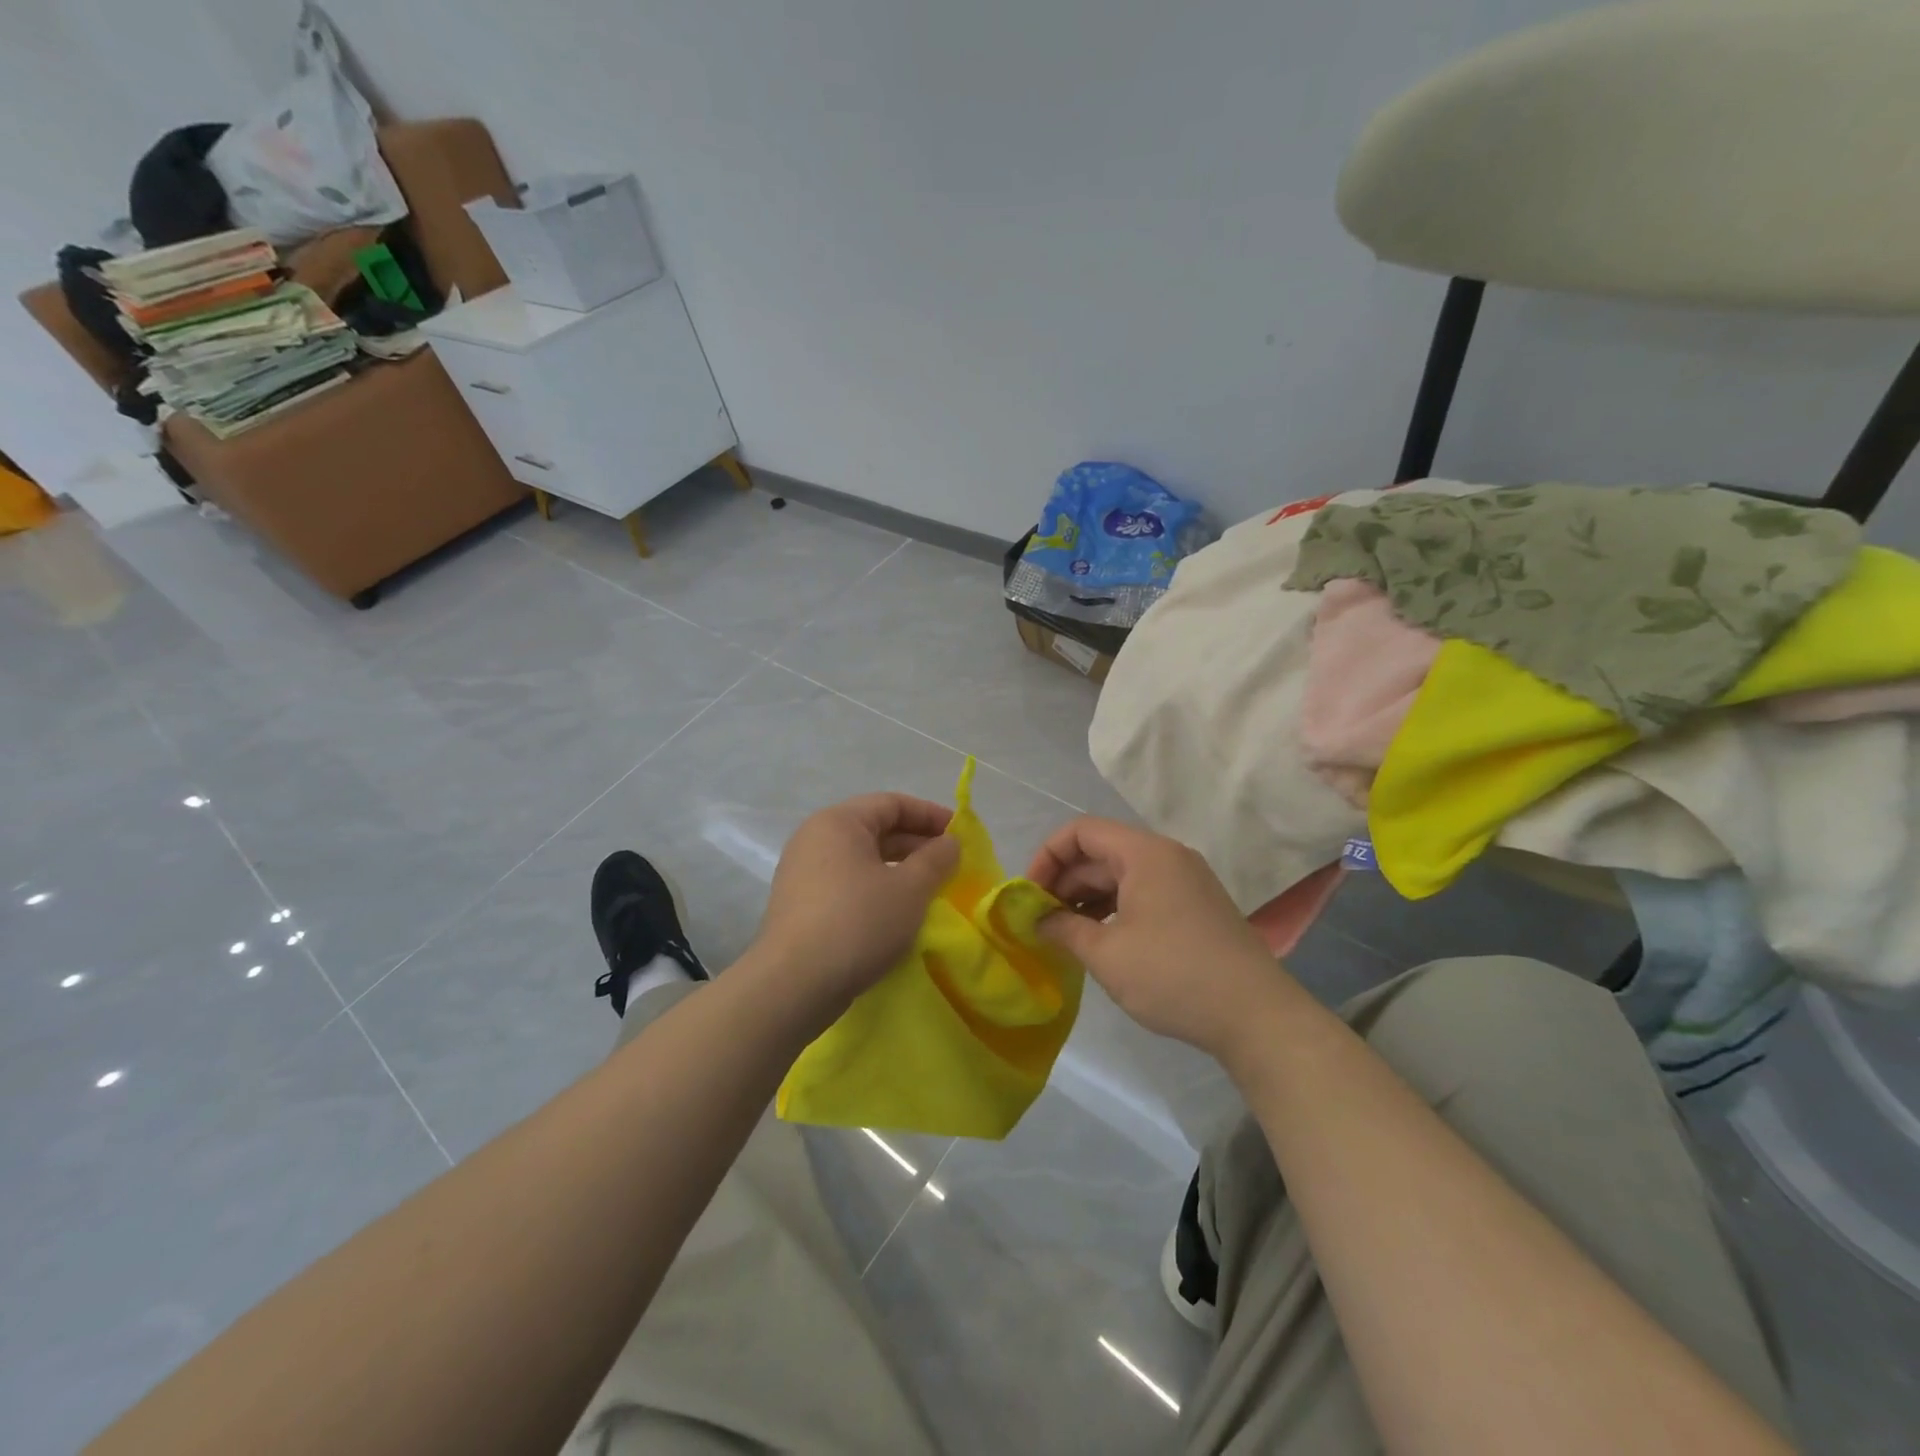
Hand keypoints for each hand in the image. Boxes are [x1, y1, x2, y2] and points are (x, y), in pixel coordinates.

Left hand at [749, 792, 959, 1022]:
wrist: (793, 985)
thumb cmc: (858, 922)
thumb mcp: (910, 889)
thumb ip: (936, 859)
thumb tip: (949, 843)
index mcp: (838, 822)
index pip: (892, 803)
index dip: (931, 815)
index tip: (960, 836)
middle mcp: (815, 838)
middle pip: (875, 829)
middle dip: (916, 844)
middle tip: (950, 865)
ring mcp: (803, 873)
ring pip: (861, 860)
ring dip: (898, 870)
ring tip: (929, 891)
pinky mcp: (800, 906)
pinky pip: (847, 884)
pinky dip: (876, 890)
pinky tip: (897, 914)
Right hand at [1027, 817, 1294, 1064]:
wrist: (1257, 1016)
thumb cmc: (1174, 977)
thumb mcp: (1107, 955)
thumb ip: (1064, 928)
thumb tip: (1037, 918)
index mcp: (1144, 853)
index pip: (1081, 831)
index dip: (1047, 856)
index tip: (1028, 894)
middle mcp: (1166, 856)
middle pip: (1100, 852)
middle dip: (1064, 881)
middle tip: (1039, 919)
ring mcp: (1185, 880)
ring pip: (1121, 874)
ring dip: (1087, 897)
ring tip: (1063, 933)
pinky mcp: (1195, 905)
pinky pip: (1143, 892)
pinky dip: (1114, 908)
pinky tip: (1099, 939)